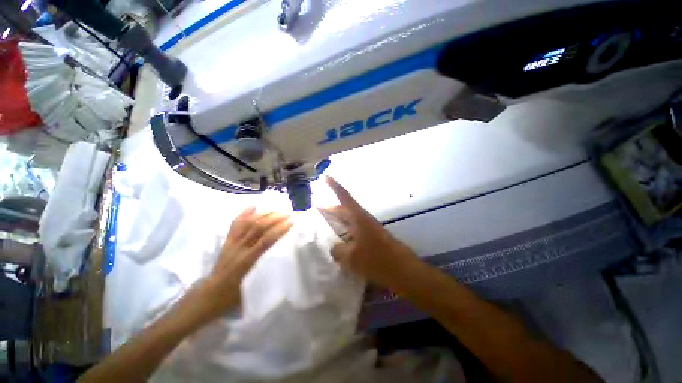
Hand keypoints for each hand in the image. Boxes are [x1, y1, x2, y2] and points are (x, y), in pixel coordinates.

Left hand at [201, 208, 291, 319]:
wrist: (208, 295)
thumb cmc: (233, 295)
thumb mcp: (252, 287)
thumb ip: (265, 272)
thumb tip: (282, 259)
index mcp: (246, 261)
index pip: (266, 241)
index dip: (279, 230)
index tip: (291, 222)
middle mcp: (239, 248)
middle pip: (257, 227)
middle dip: (274, 218)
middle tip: (287, 213)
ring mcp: (231, 243)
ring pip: (248, 223)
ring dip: (263, 214)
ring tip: (276, 209)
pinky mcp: (226, 241)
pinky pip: (235, 224)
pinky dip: (244, 213)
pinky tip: (253, 206)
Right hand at [322, 176, 421, 289]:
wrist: (402, 270)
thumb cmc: (376, 260)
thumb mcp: (351, 258)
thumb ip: (338, 251)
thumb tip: (334, 248)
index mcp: (358, 217)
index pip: (343, 196)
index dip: (333, 186)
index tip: (325, 176)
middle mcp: (363, 220)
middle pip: (344, 210)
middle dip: (330, 209)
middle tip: (317, 208)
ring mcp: (368, 229)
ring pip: (348, 221)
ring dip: (337, 222)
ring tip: (324, 225)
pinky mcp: (371, 238)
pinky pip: (353, 232)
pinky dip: (344, 234)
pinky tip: (339, 243)